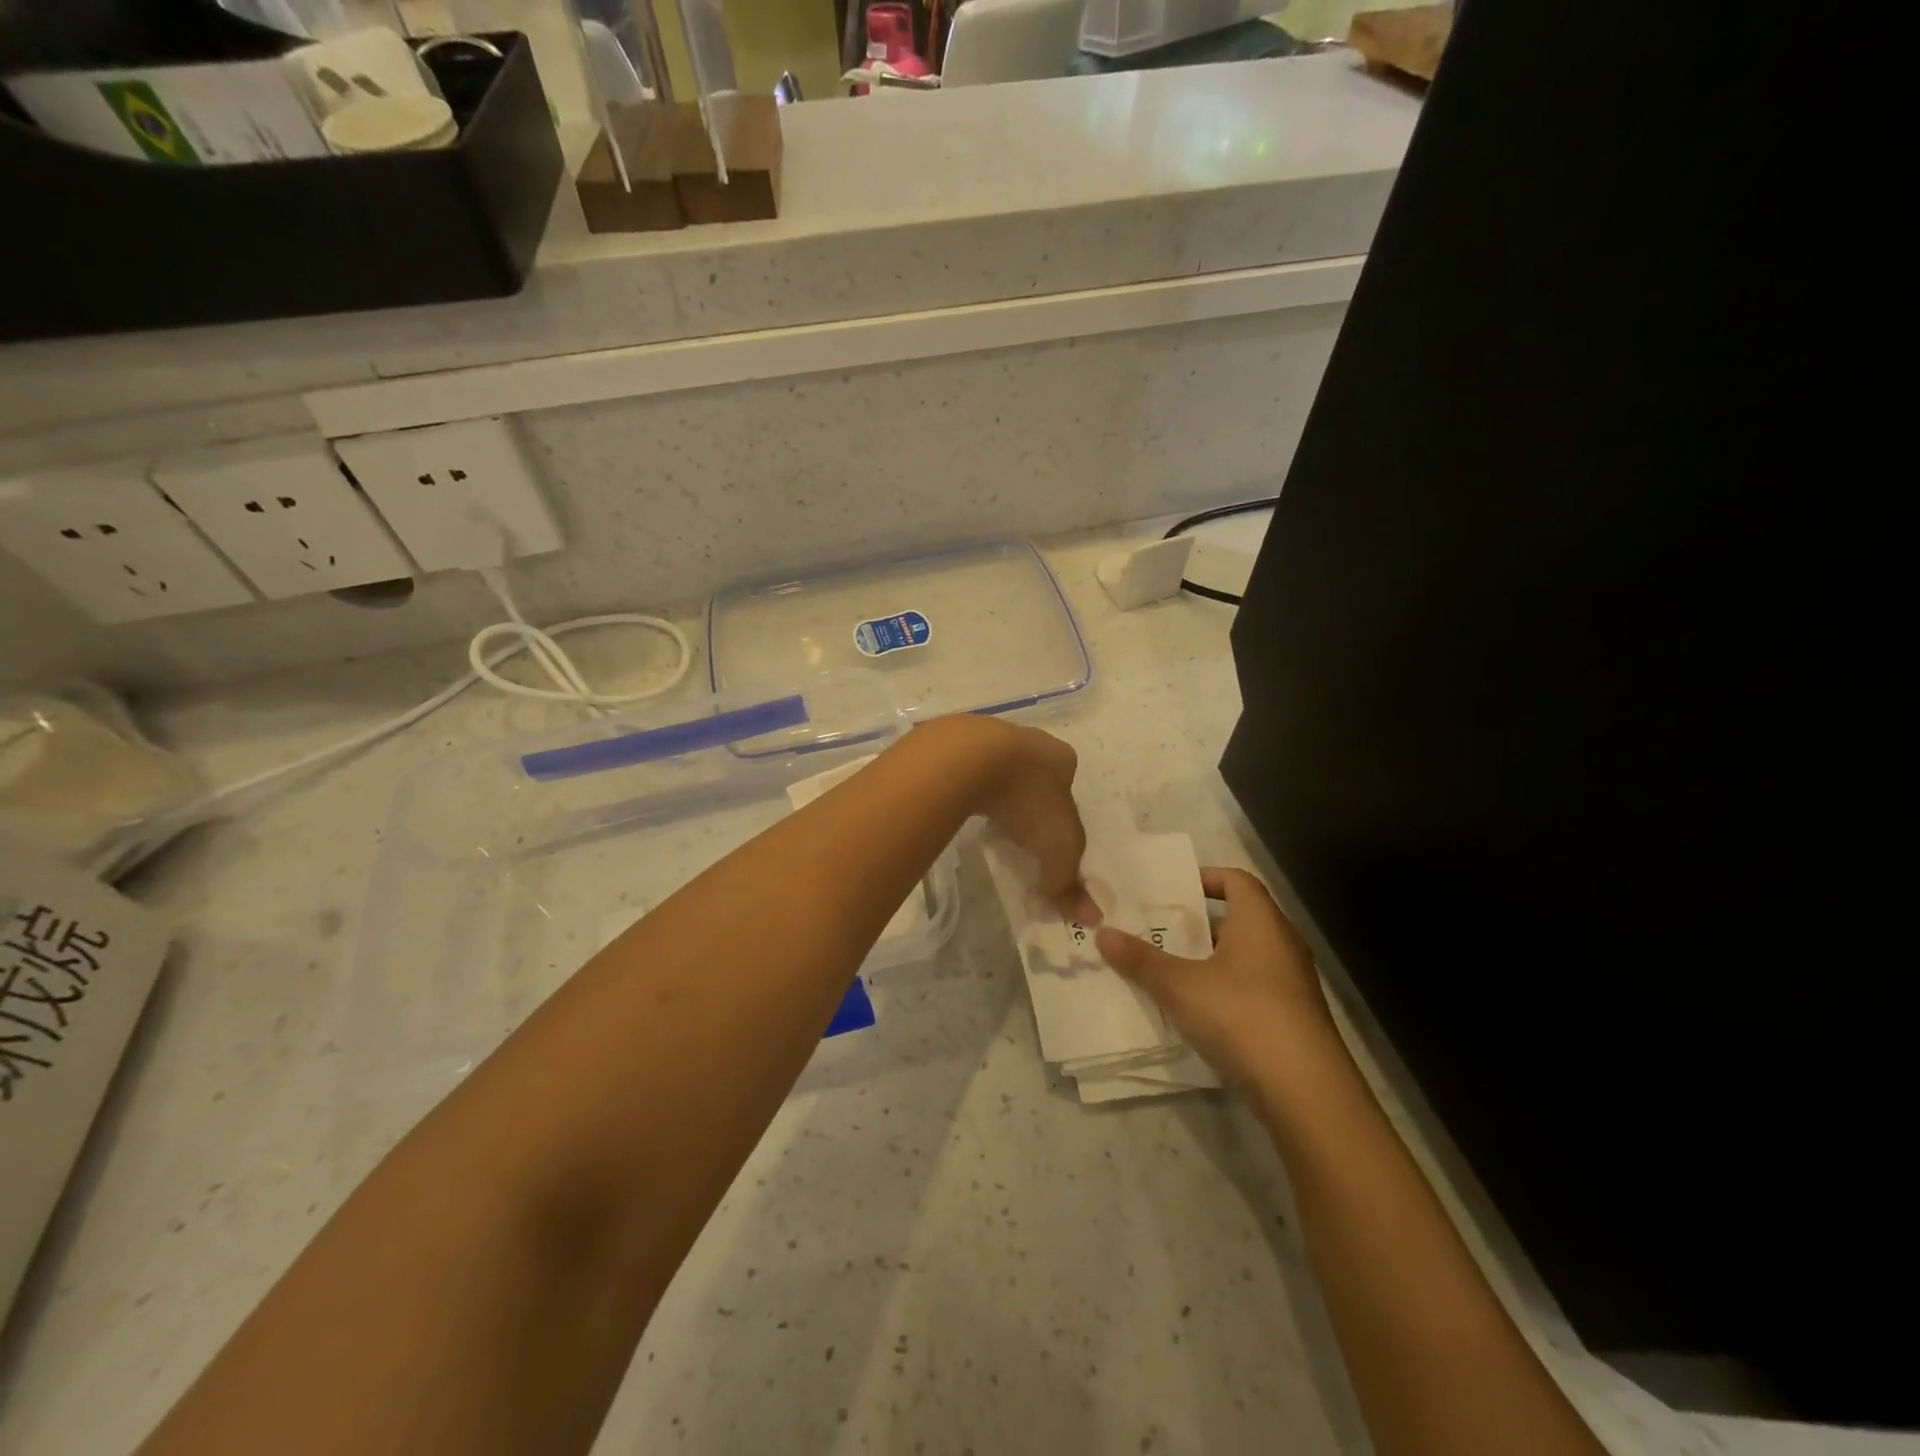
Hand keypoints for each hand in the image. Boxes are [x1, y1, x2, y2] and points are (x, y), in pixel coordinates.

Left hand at [925, 717, 1092, 921]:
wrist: (969, 759)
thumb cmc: (1027, 799)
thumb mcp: (1058, 848)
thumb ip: (1069, 881)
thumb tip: (1089, 917)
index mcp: (1060, 757)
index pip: (1068, 781)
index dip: (1062, 810)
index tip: (1049, 835)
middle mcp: (1028, 740)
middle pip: (1033, 774)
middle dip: (1028, 801)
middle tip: (1019, 831)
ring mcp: (988, 738)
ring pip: (998, 770)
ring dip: (996, 793)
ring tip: (989, 821)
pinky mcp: (954, 744)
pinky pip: (965, 771)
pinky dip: (966, 788)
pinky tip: (960, 807)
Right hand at [1096, 867, 1334, 1088]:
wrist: (1306, 1093)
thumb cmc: (1241, 1016)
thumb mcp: (1179, 986)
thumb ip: (1141, 959)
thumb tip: (1103, 933)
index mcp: (1261, 922)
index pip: (1237, 879)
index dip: (1205, 877)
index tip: (1171, 890)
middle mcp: (1282, 944)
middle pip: (1238, 919)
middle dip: (1197, 924)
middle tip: (1156, 930)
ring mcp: (1292, 984)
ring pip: (1244, 957)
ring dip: (1208, 960)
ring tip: (1167, 969)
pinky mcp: (1294, 1019)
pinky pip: (1252, 988)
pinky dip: (1224, 990)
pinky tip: (1195, 1011)